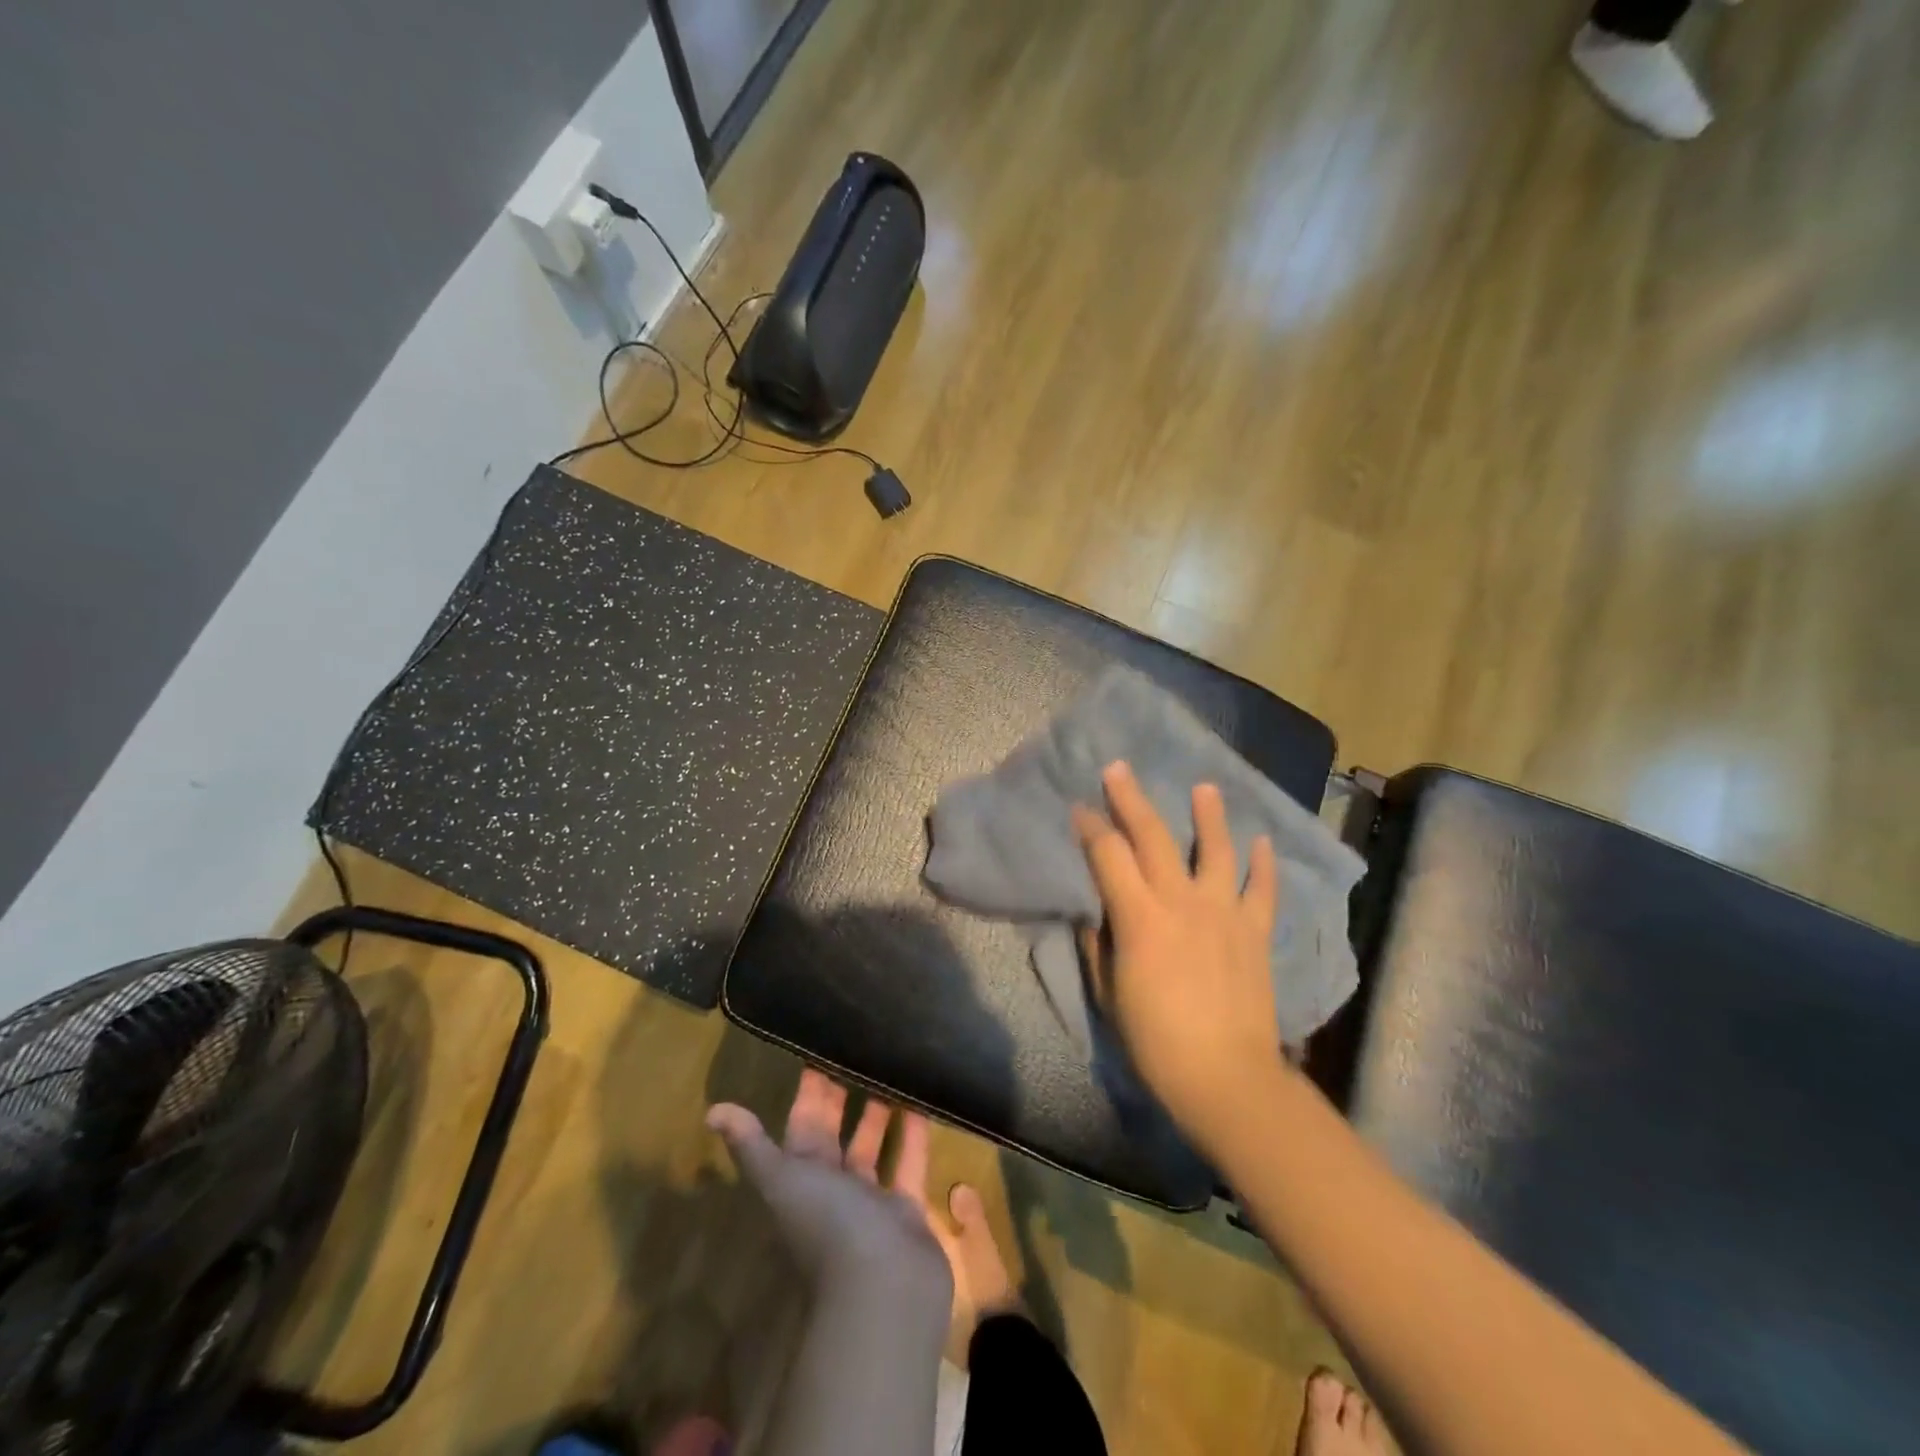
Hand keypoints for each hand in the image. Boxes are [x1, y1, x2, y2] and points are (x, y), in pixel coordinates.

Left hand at [708, 1071, 952, 1313]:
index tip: (820, 1048)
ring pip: (873, 1145)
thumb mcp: (783, 1180)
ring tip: (893, 1065)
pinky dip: (914, 1134)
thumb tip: (713, 1110)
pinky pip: (909, 1162)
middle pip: (837, 1132)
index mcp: (800, 1177)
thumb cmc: (828, 1226)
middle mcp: (832, 1186)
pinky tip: (924, 1100)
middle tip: (861, 1046)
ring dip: (880, 1111)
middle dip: (844, 1094)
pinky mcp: (905, 1208)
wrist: (882, 1290)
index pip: (802, 1123)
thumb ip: (752, 1146)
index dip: (810, 1089)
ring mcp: (870, 1199)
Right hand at [1072, 760, 1285, 1140]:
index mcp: (1140, 918)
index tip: (1079, 809)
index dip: (1090, 828)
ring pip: (1216, 850)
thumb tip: (1094, 915)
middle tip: (1119, 768)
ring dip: (1208, 815)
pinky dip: (1263, 864)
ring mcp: (1224, 913)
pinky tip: (1262, 841)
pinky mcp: (1254, 932)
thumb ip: (1099, 947)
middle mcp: (1182, 902)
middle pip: (1154, 837)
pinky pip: (1262, 889)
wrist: (1227, 1078)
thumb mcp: (1110, 995)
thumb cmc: (1156, 1042)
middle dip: (1132, 799)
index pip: (1109, 856)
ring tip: (1204, 787)